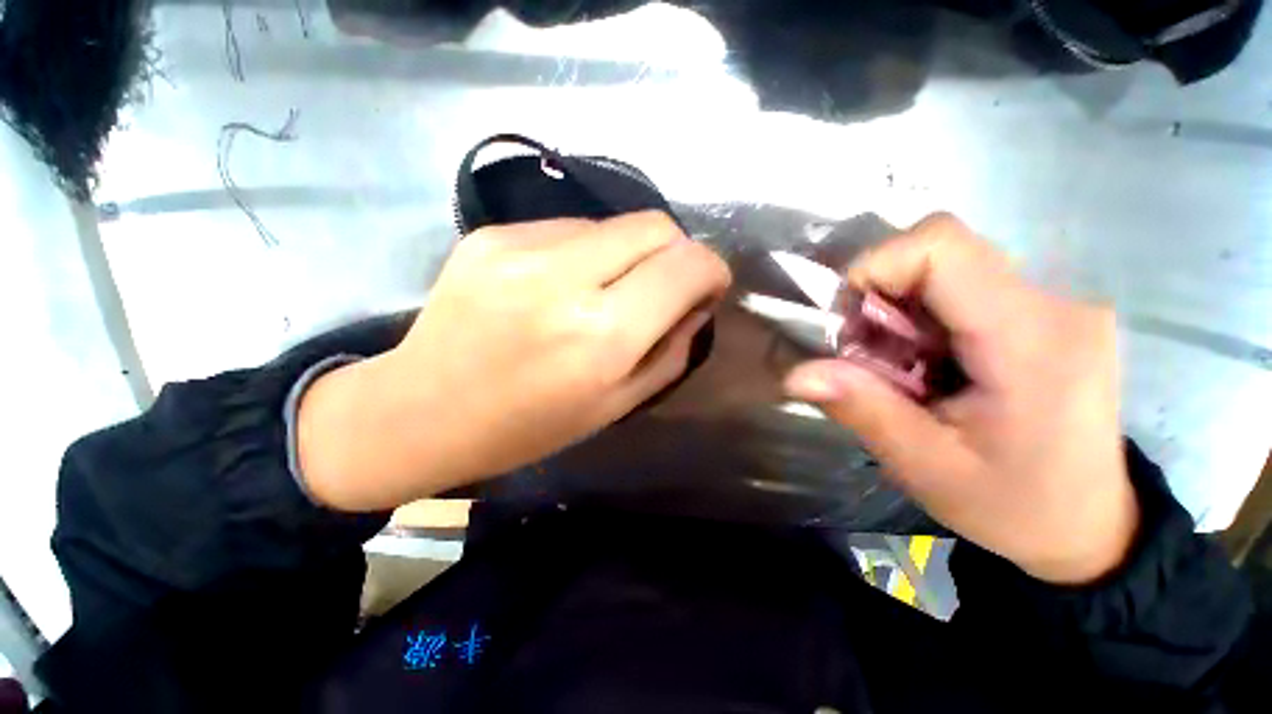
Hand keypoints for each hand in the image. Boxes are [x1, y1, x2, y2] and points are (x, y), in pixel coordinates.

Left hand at [299, 211, 731, 511]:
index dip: (710, 270)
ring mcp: (519, 248)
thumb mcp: (616, 404)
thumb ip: (671, 350)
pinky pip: (566, 228)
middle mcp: (564, 278)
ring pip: (612, 224)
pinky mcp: (490, 235)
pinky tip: (560, 285)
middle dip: (675, 253)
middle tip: (663, 286)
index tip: (708, 286)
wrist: (421, 411)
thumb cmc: (528, 426)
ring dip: (627, 253)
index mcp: (601, 334)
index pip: (685, 266)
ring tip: (604, 290)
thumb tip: (697, 303)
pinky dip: (584, 252)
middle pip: (654, 226)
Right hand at [784, 214, 1137, 584]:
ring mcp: (1055, 304)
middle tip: (868, 355)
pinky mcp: (1045, 313)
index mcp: (1032, 339)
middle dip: (881, 294)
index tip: (847, 322)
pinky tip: (926, 362)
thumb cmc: (1014, 506)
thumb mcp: (926, 467)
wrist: (1089, 525)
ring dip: (900, 309)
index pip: (940, 245)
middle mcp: (1054, 303)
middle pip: (940, 250)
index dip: (873, 268)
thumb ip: (862, 410)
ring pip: (947, 267)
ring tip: (898, 366)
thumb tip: (797, 374)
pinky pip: (964, 286)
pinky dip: (923, 316)